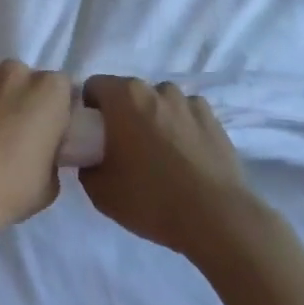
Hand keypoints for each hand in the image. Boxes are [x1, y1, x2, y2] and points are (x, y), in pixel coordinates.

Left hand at [0, 61, 75, 251]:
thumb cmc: (8, 189)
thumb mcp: (50, 184)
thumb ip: (51, 154)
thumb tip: (40, 152)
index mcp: (49, 90)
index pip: (61, 90)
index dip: (54, 111)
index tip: (46, 134)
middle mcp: (15, 72)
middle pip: (24, 82)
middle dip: (21, 102)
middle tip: (12, 137)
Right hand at [79, 77, 253, 259]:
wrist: (216, 218)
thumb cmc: (151, 199)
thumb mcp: (100, 191)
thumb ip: (87, 165)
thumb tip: (92, 158)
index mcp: (124, 97)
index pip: (93, 86)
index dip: (89, 110)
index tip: (93, 137)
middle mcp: (156, 89)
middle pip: (128, 94)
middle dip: (122, 115)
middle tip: (123, 151)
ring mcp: (188, 101)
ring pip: (159, 103)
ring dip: (153, 120)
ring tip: (160, 157)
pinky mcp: (214, 118)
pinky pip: (186, 115)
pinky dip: (181, 128)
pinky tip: (186, 159)